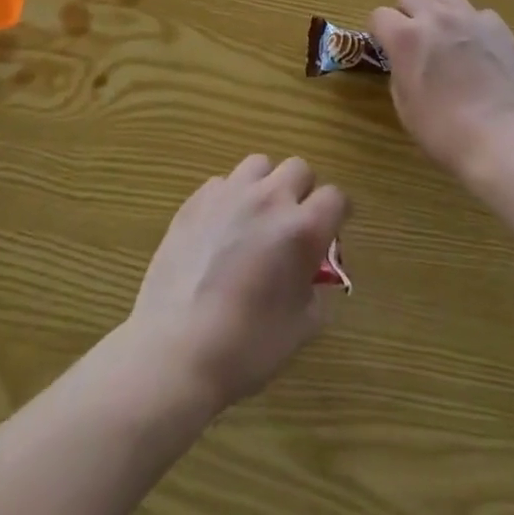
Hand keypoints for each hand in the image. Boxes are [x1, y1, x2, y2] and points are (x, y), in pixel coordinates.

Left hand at [127, 155, 347, 408]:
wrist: (176, 349)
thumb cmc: (246, 348)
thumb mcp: (300, 329)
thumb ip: (315, 291)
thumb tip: (312, 275)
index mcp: (301, 229)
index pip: (335, 197)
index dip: (338, 213)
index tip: (332, 229)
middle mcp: (269, 199)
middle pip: (299, 168)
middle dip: (303, 191)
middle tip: (293, 222)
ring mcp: (230, 193)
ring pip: (260, 165)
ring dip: (266, 185)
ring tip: (256, 217)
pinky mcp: (197, 198)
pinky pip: (223, 182)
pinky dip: (230, 198)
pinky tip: (221, 229)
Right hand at [368, 0, 513, 181]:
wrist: (502, 139)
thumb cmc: (444, 131)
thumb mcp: (405, 107)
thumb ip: (400, 72)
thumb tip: (405, 62)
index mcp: (405, 38)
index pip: (379, 15)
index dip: (379, 31)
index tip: (385, 46)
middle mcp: (435, 18)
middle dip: (407, 11)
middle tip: (416, 38)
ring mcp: (470, 19)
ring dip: (441, 11)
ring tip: (449, 36)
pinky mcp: (499, 28)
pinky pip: (480, 14)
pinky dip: (475, 26)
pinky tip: (480, 48)